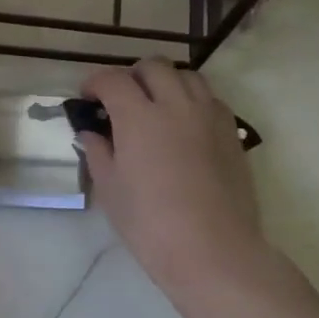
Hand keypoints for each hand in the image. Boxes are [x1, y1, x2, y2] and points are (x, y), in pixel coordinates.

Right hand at [77, 59, 268, 294]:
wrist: (213, 250)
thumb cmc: (150, 225)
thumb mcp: (110, 190)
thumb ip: (98, 152)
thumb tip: (91, 133)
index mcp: (139, 117)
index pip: (113, 80)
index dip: (95, 82)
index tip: (87, 97)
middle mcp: (175, 105)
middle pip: (154, 67)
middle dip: (132, 75)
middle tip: (121, 99)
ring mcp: (208, 116)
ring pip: (187, 76)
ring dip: (166, 82)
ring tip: (156, 106)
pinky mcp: (231, 132)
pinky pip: (210, 99)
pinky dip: (192, 100)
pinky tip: (185, 125)